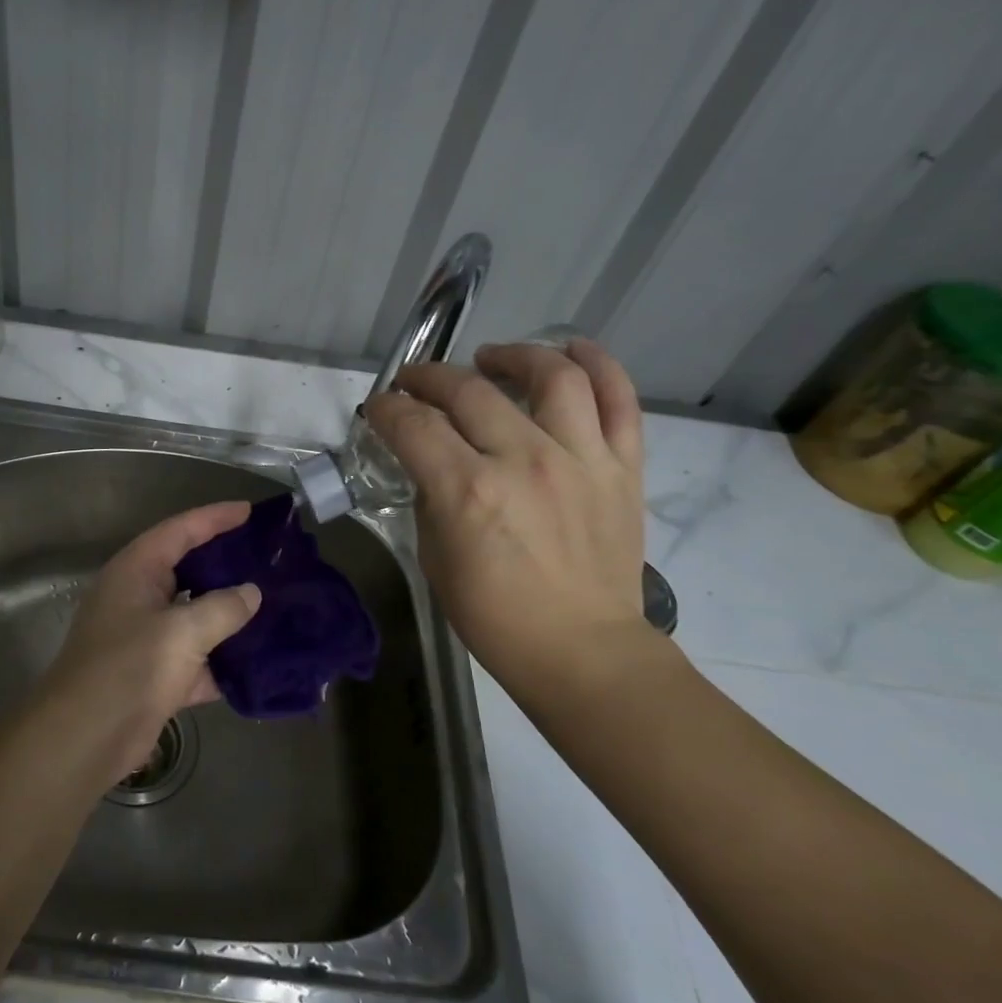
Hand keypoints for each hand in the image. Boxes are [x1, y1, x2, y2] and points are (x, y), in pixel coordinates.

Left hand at [35, 502, 261, 784]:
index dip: (215, 518)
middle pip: (188, 569)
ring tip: (273, 603)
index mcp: (136, 571)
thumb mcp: (182, 631)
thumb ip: (223, 607)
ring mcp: (146, 637)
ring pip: (195, 615)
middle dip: (226, 564)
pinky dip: (223, 659)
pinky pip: (197, 657)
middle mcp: (139, 596)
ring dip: (229, 613)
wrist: (85, 738)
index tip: (251, 512)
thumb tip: (251, 592)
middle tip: (268, 557)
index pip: (180, 530)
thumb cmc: (130, 668)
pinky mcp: (155, 674)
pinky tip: (259, 661)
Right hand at [364, 339, 648, 691]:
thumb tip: (430, 462)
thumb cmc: (495, 616)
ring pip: (551, 375)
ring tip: (492, 360)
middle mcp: (524, 461)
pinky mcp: (621, 467)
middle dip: (430, 378)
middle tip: (416, 384)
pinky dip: (598, 365)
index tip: (380, 407)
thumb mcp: (435, 557)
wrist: (583, 651)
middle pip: (469, 390)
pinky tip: (571, 350)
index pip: (414, 424)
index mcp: (468, 491)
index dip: (388, 408)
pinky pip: (618, 400)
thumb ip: (430, 497)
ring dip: (513, 356)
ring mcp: (580, 459)